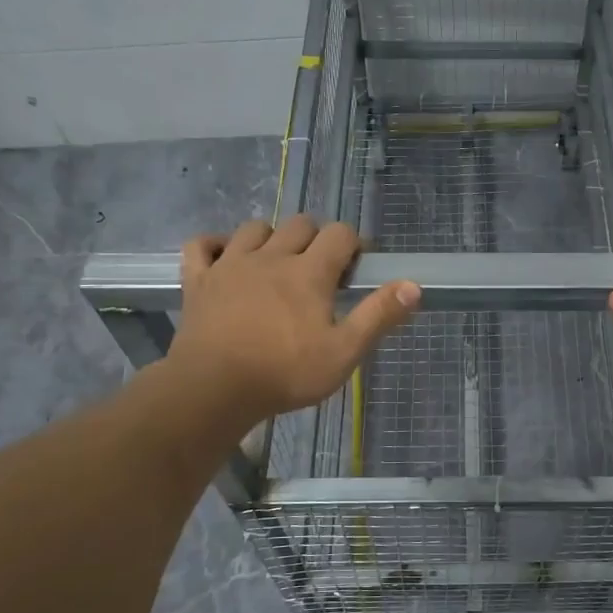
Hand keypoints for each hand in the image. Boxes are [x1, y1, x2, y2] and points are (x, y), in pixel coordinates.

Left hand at [167, 217, 419, 427]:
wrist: (213, 388)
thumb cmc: (285, 373)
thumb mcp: (344, 352)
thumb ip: (378, 316)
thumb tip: (413, 286)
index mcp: (309, 272)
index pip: (340, 234)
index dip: (353, 244)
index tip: (357, 266)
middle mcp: (271, 256)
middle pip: (300, 224)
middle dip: (316, 239)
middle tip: (320, 272)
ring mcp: (230, 264)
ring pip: (255, 228)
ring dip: (272, 238)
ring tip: (277, 265)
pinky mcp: (198, 280)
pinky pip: (202, 245)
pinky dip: (215, 246)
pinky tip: (225, 259)